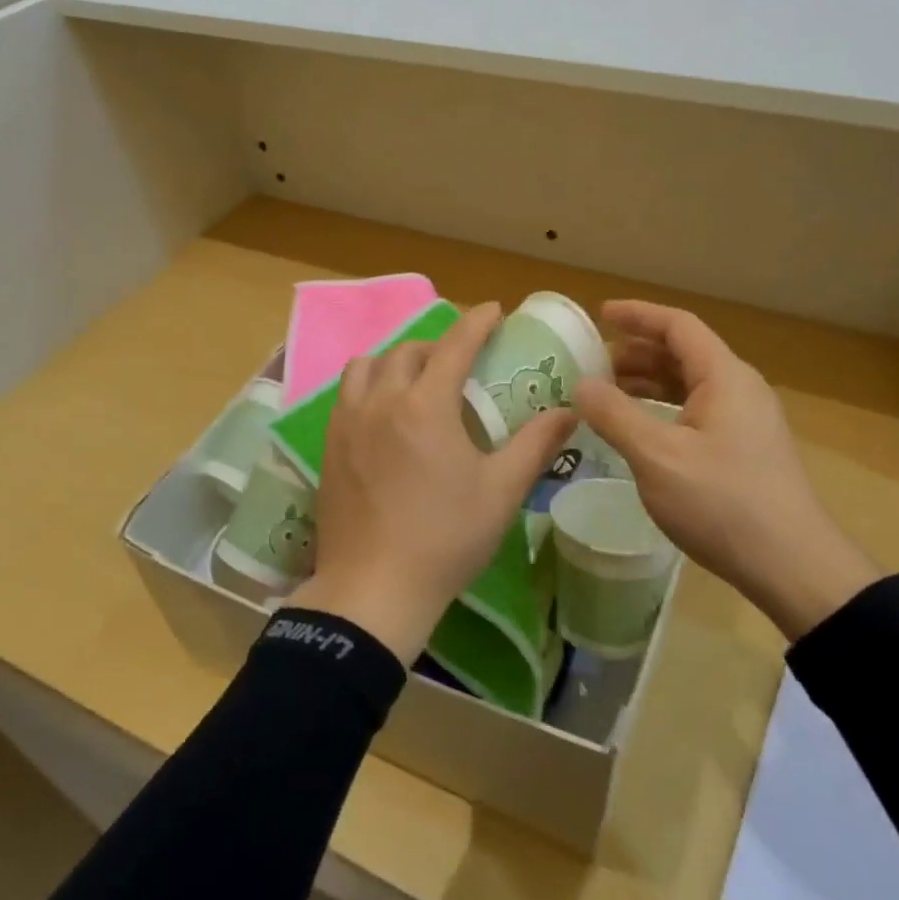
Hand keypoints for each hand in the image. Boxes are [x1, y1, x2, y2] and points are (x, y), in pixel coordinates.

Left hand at [291, 302, 577, 664]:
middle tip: (461, 360)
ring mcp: (347, 423)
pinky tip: (384, 414)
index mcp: (425, 406)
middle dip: (438, 344)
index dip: (476, 322)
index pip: (453, 346)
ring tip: (416, 380)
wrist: (373, 589)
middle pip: (408, 351)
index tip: (494, 310)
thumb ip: (535, 444)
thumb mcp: (501, 491)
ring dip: (396, 360)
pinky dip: (369, 386)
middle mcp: (380, 401)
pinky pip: (346, 395)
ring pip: (367, 366)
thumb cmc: (445, 539)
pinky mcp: (329, 446)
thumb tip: (569, 412)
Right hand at [573, 301, 878, 640]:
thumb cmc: (722, 503)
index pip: (678, 326)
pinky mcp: (745, 449)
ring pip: (690, 384)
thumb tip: (581, 384)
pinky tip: (640, 430)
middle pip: (684, 353)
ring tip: (607, 394)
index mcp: (725, 377)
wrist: (791, 565)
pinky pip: (697, 411)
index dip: (637, 315)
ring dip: (648, 382)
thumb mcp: (657, 457)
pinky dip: (663, 408)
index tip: (599, 314)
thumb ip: (615, 415)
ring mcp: (746, 420)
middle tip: (593, 363)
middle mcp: (740, 389)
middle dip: (636, 351)